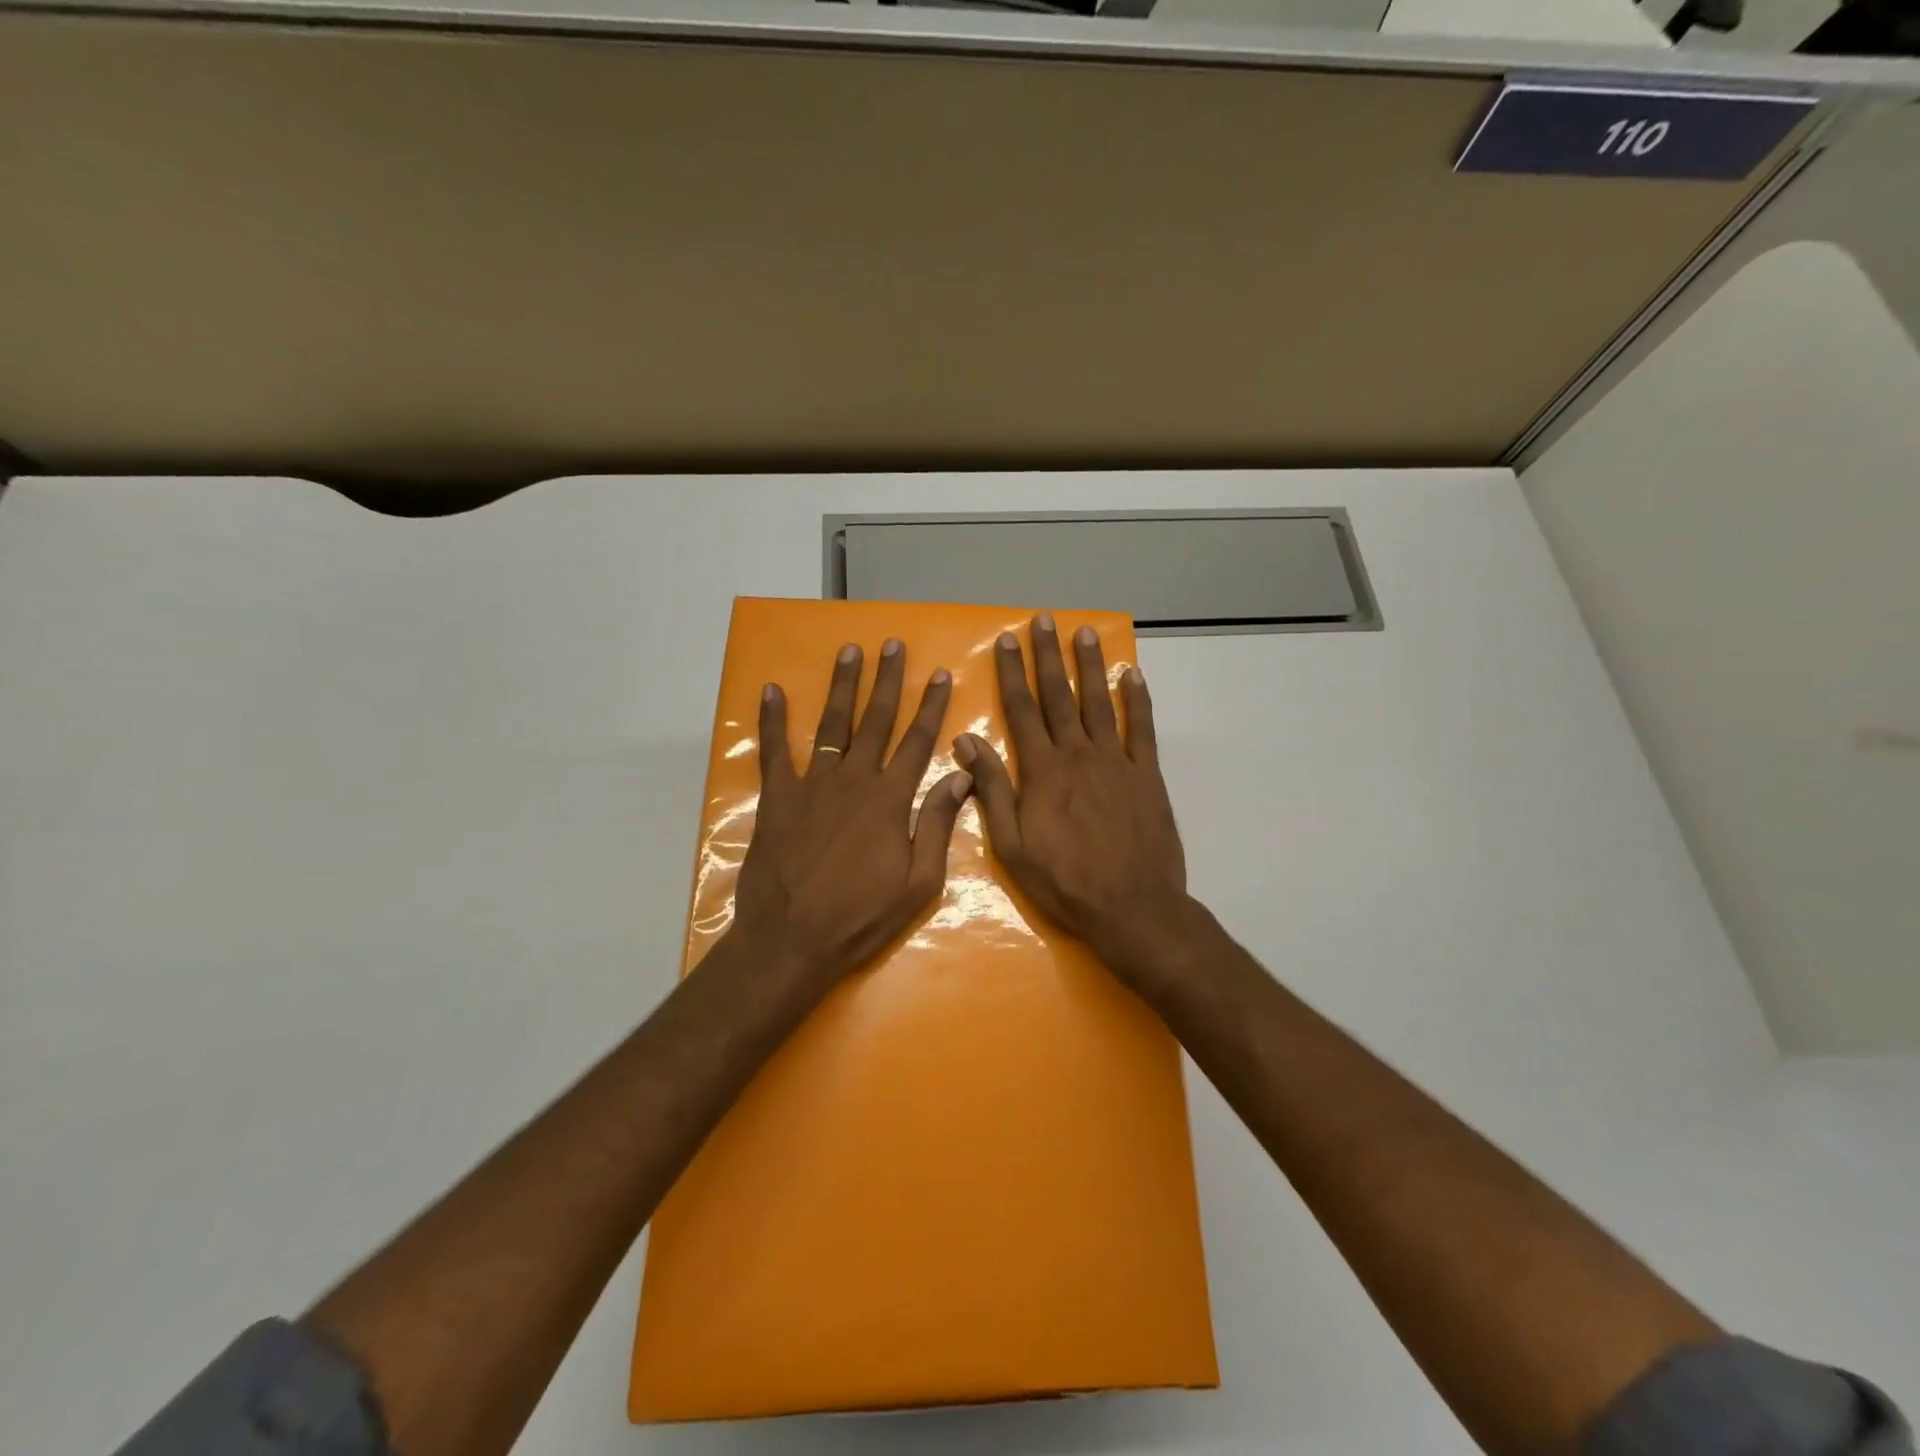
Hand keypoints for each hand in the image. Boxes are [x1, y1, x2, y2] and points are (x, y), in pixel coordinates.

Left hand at [734, 639, 972, 984]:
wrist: (793, 940)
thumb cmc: (862, 917)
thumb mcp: (919, 882)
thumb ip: (937, 824)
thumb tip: (961, 776)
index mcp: (890, 800)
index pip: (918, 742)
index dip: (931, 706)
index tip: (940, 674)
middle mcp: (854, 780)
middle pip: (876, 721)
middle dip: (888, 680)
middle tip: (894, 645)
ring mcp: (812, 785)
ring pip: (831, 724)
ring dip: (842, 686)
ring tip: (850, 651)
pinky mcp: (778, 798)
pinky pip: (774, 751)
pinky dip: (772, 719)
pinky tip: (772, 690)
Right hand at [954, 615, 1190, 980]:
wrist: (1131, 907)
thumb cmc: (1064, 881)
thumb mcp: (1012, 844)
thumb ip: (991, 789)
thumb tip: (966, 740)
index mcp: (1042, 770)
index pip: (1021, 710)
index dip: (1013, 673)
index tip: (1007, 640)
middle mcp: (1078, 754)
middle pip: (1059, 696)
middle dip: (1049, 656)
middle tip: (1044, 620)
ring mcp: (1116, 761)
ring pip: (1100, 702)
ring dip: (1090, 666)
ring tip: (1084, 633)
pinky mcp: (1146, 775)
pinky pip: (1142, 729)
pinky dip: (1138, 700)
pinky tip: (1132, 675)